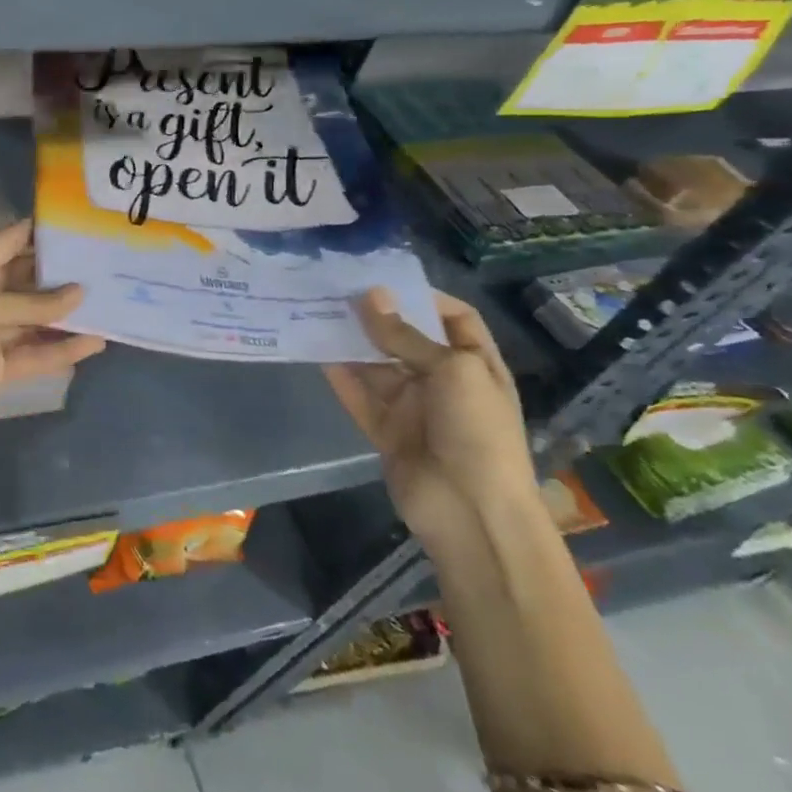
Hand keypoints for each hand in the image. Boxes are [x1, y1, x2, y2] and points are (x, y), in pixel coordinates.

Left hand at [0, 222, 105, 518]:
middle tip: (107, 266)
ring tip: (111, 304)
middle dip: (60, 275)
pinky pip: (31, 355)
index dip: (37, 232)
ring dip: (66, 315)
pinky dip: (59, 350)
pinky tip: (94, 343)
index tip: (77, 224)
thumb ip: (32, 303)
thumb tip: (80, 292)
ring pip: (33, 320)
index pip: (6, 242)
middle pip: (24, 281)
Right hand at [323, 287, 536, 553]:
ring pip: (376, 366)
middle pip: (406, 339)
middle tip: (334, 291)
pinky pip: (359, 396)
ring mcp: (414, 407)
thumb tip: (370, 295)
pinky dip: (339, 377)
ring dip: (350, 343)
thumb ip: (405, 335)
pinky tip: (314, 353)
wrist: (471, 511)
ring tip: (315, 313)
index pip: (454, 318)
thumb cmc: (476, 431)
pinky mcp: (386, 430)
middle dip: (375, 317)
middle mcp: (444, 381)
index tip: (382, 279)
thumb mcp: (451, 371)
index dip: (424, 297)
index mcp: (475, 364)